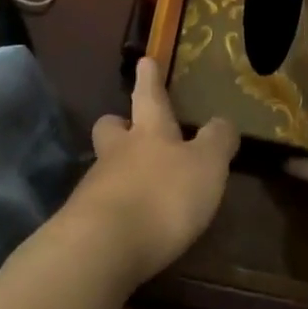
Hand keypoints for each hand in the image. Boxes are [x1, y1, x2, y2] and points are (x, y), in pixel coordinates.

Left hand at [61, 57, 237, 286]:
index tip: (145, 61)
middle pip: (111, 128)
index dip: (149, 78)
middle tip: (128, 127)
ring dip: (118, 170)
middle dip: (119, 124)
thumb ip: (217, 142)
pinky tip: (129, 223)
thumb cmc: (162, 196)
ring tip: (139, 185)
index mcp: (149, 132)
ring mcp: (96, 186)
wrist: (103, 247)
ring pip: (104, 166)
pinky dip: (115, 207)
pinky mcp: (83, 222)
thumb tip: (223, 121)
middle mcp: (118, 152)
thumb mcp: (207, 166)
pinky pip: (101, 204)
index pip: (149, 96)